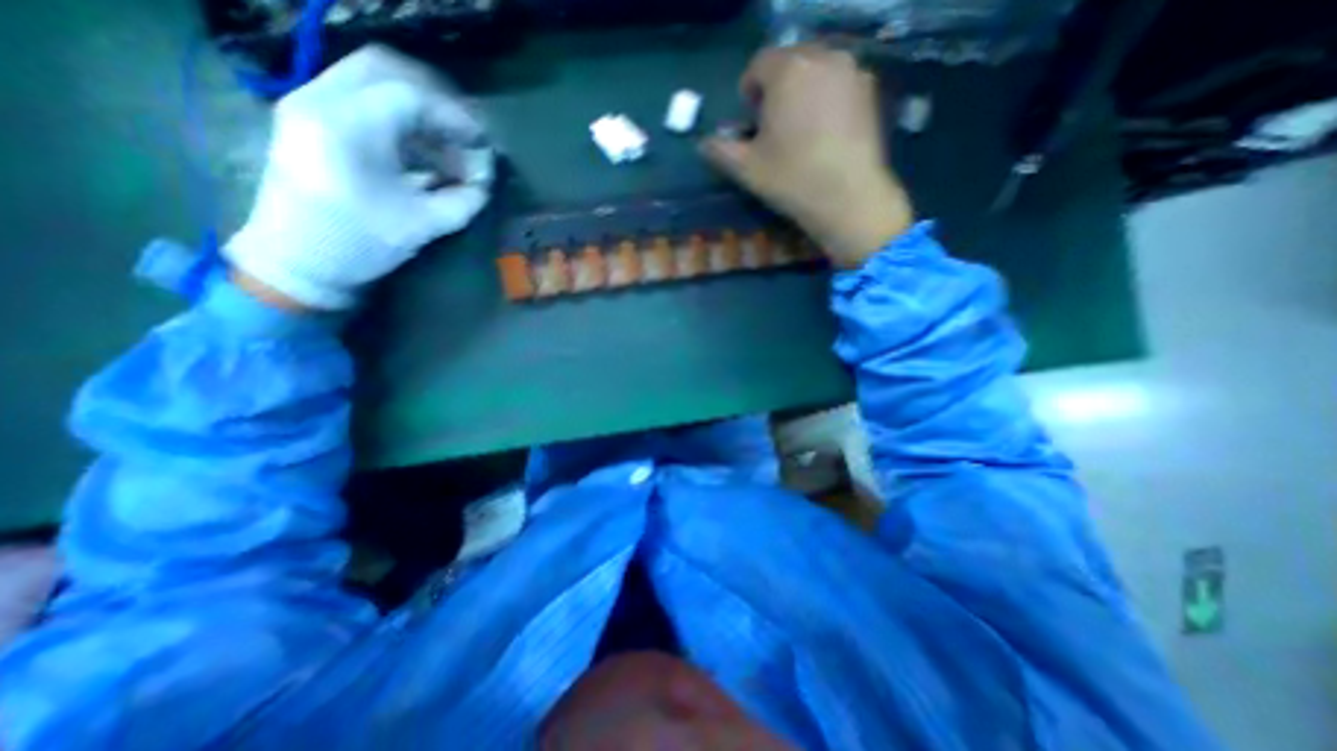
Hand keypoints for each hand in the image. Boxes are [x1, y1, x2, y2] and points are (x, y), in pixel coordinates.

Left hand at [222, 45, 495, 310]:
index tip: (482, 144)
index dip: (455, 118)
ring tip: (448, 151)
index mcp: (346, 127)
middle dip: (437, 99)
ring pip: (374, 80)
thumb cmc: (359, 245)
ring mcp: (310, 105)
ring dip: (420, 111)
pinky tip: (424, 155)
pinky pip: (364, 101)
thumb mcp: (423, 225)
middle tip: (466, 133)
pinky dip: (401, 121)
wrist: (298, 261)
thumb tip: (486, 182)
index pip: (411, 98)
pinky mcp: (313, 120)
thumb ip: (464, 200)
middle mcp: (319, 100)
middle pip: (386, 68)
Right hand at [701, 43, 907, 266]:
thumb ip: (721, 150)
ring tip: (799, 128)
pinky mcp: (870, 91)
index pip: (759, 64)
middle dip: (776, 88)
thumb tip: (703, 143)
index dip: (749, 91)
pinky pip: (839, 83)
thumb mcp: (747, 168)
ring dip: (802, 91)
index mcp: (788, 70)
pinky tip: (824, 132)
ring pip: (817, 70)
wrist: (848, 198)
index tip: (750, 120)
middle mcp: (823, 57)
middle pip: (790, 62)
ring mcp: (851, 72)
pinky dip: (826, 98)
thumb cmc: (791, 179)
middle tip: (773, 125)